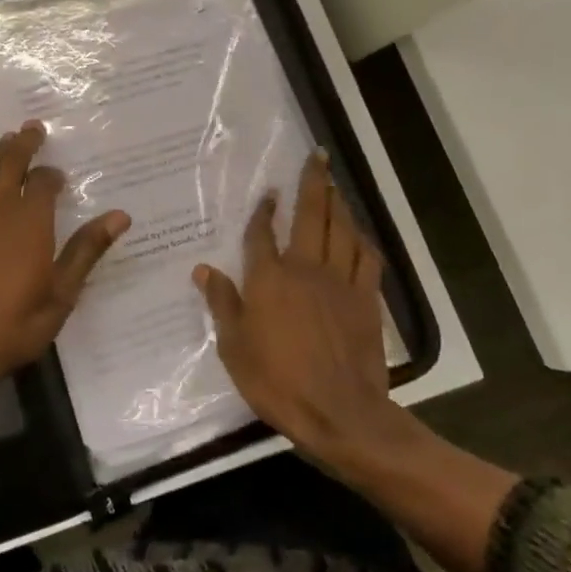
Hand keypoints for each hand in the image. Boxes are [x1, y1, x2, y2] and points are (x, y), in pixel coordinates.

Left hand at [0, 122, 129, 392]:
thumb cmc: (14, 324)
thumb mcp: (61, 293)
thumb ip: (87, 250)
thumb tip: (120, 216)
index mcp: (30, 219)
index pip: (43, 180)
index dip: (51, 174)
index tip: (58, 176)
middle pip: (10, 161)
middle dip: (23, 143)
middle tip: (32, 128)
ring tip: (6, 143)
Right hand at [194, 150, 412, 473]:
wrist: (341, 414)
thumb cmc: (278, 381)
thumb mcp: (235, 347)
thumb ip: (222, 304)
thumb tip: (203, 269)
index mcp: (269, 278)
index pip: (262, 234)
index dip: (262, 211)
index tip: (267, 192)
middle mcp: (305, 269)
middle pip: (310, 216)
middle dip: (313, 183)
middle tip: (317, 157)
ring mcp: (339, 283)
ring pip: (341, 231)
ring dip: (338, 204)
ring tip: (335, 184)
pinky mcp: (366, 301)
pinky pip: (367, 260)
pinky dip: (363, 241)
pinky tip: (359, 233)